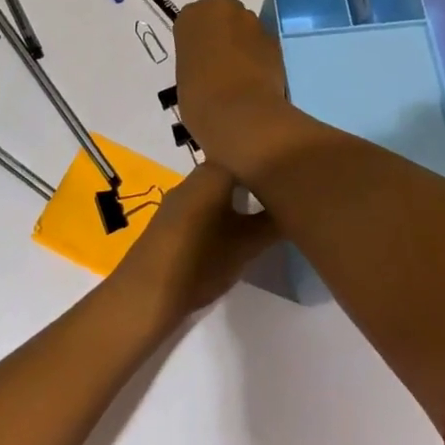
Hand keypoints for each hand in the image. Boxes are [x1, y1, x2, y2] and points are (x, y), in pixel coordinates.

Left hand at [111, 163, 277, 326]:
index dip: (269, 159)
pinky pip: (201, 202)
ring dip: (235, 195)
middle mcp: (194, 176)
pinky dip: (218, 208)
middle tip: (280, 191)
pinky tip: (228, 227)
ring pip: (215, 186)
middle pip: (230, 167)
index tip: (290, 170)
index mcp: (214, 172)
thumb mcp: (247, 245)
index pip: (247, 151)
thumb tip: (297, 207)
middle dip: (253, 178)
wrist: (146, 293)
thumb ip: (274, 223)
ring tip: (259, 210)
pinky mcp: (168, 217)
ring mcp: (178, 196)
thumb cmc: (202, 261)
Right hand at [174, 0, 287, 161]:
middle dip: (221, 33)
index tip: (198, 59)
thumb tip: (209, 64)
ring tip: (238, 74)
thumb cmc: (199, 97)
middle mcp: (223, 9)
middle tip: (217, 62)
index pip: (192, 20)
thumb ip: (196, 59)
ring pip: (244, 27)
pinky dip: (259, 56)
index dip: (197, 40)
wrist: (240, 113)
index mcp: (192, 15)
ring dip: (242, 43)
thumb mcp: (184, 75)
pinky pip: (261, 44)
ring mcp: (252, 21)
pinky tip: (255, 79)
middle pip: (221, 15)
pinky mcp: (274, 39)